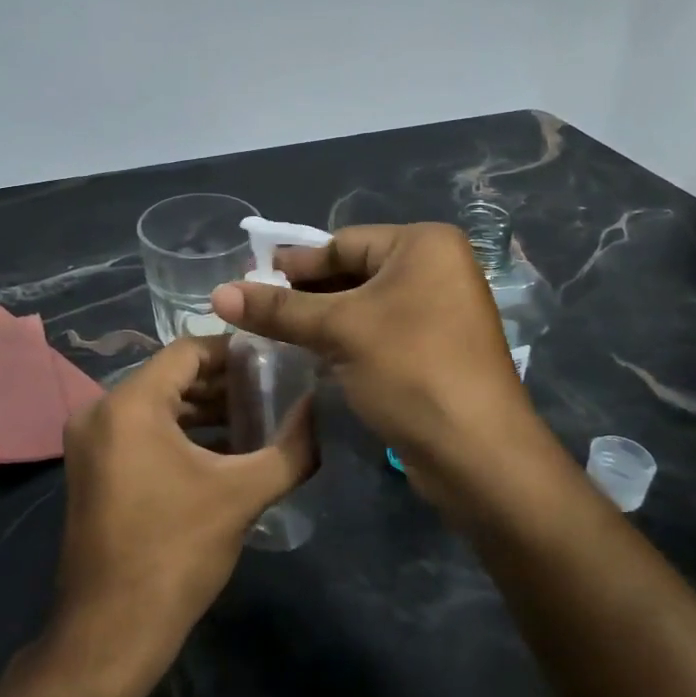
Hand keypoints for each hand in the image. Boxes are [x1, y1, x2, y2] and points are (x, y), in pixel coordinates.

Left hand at [51, 336, 315, 675]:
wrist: (111, 632)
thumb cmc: (176, 552)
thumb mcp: (242, 495)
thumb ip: (291, 447)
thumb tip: (323, 410)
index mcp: (130, 405)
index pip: (188, 351)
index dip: (233, 352)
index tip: (274, 363)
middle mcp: (100, 412)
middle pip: (171, 376)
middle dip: (222, 383)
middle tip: (271, 392)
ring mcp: (90, 442)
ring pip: (156, 405)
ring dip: (203, 410)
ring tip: (254, 420)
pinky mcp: (92, 469)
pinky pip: (140, 431)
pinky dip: (178, 433)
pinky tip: (221, 452)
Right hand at [210, 224, 546, 514]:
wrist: (477, 453)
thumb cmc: (410, 369)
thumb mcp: (339, 331)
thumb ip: (278, 309)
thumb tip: (218, 293)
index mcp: (424, 244)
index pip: (342, 243)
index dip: (294, 264)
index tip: (249, 279)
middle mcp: (437, 268)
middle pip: (353, 271)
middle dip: (305, 293)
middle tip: (255, 309)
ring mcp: (441, 310)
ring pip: (365, 305)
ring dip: (321, 319)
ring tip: (273, 334)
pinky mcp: (436, 348)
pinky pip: (380, 331)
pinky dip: (346, 340)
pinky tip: (310, 355)